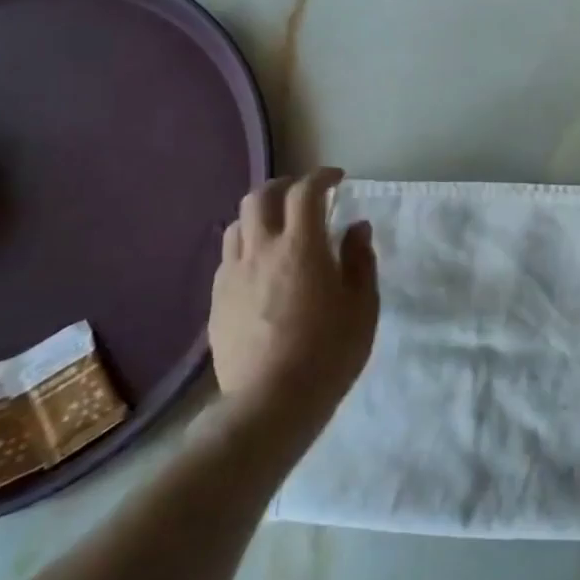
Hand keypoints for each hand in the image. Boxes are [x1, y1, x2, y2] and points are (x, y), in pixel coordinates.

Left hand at [207, 169, 378, 443]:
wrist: (271, 402)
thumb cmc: (329, 352)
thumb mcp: (363, 305)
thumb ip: (359, 260)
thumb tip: (356, 227)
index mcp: (301, 247)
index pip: (305, 192)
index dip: (321, 177)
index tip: (337, 179)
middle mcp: (261, 251)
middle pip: (260, 197)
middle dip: (283, 186)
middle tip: (304, 195)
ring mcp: (233, 275)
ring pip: (237, 224)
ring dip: (260, 215)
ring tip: (279, 228)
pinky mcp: (217, 300)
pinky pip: (228, 257)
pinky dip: (246, 247)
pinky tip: (260, 267)